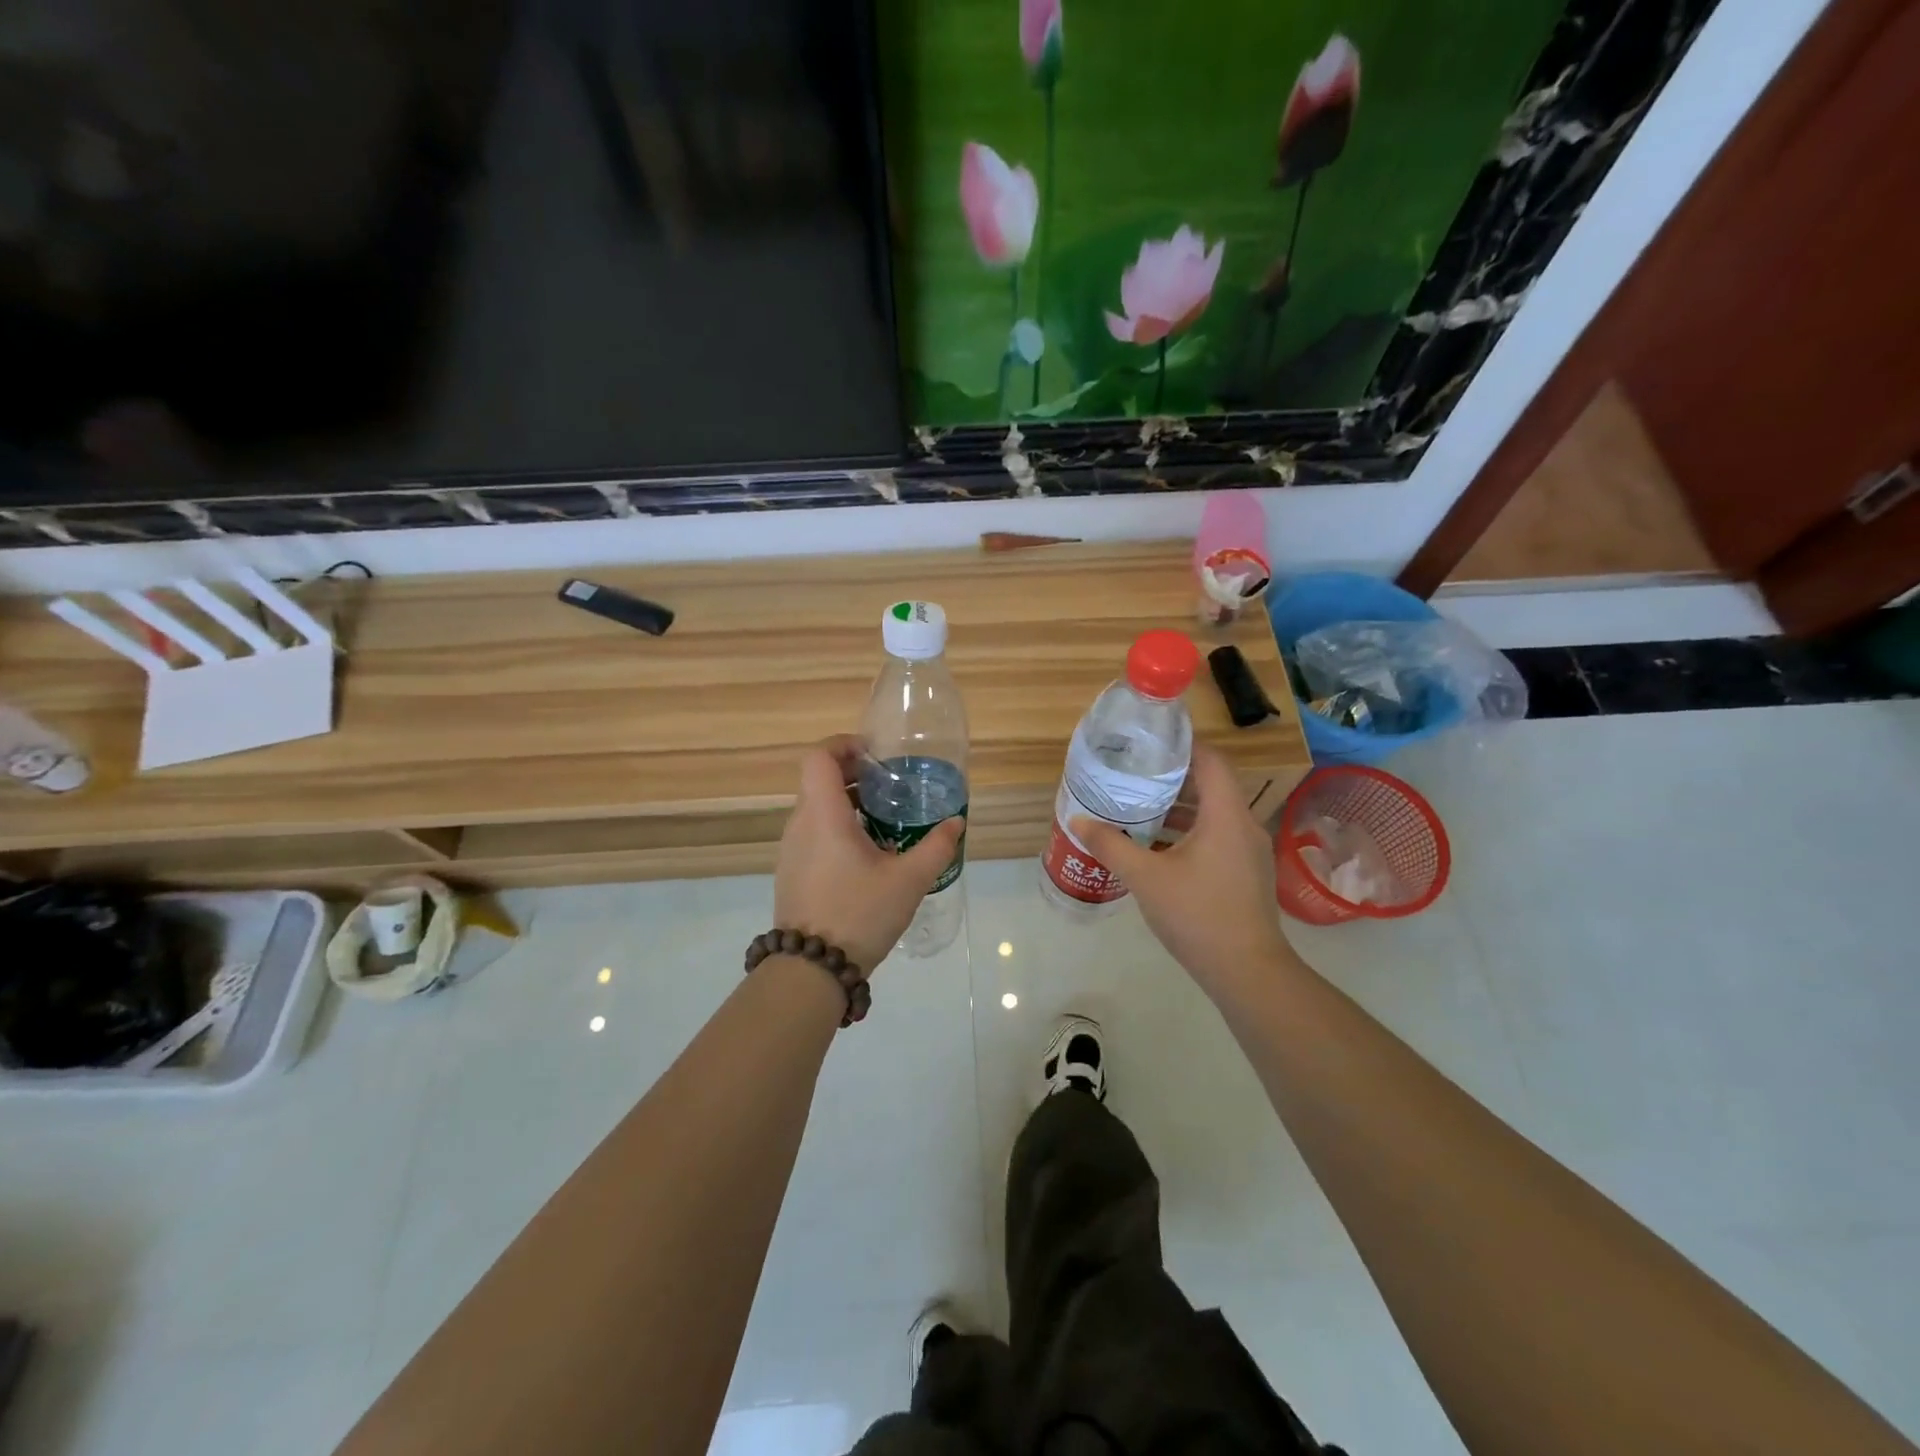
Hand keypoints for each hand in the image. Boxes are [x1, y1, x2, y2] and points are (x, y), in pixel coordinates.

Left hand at [773, 736, 964, 975]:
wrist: (812, 969)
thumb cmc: (860, 914)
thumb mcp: (909, 881)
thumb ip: (936, 847)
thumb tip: (956, 822)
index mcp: (823, 815)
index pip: (818, 757)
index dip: (844, 745)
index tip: (875, 756)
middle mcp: (799, 824)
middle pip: (818, 780)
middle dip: (853, 775)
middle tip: (889, 788)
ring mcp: (790, 849)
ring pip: (814, 807)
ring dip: (845, 803)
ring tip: (882, 822)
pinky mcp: (790, 871)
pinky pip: (811, 833)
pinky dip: (835, 827)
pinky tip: (864, 856)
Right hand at [1073, 745, 1295, 994]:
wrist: (1246, 971)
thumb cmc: (1198, 915)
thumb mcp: (1145, 877)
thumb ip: (1111, 844)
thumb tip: (1078, 820)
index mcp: (1226, 815)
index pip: (1211, 759)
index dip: (1182, 744)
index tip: (1148, 741)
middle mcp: (1243, 824)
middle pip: (1210, 783)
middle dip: (1172, 776)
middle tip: (1133, 772)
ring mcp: (1248, 850)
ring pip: (1213, 812)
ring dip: (1179, 806)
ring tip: (1138, 804)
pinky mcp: (1246, 872)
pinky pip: (1216, 835)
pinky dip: (1189, 830)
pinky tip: (1157, 845)